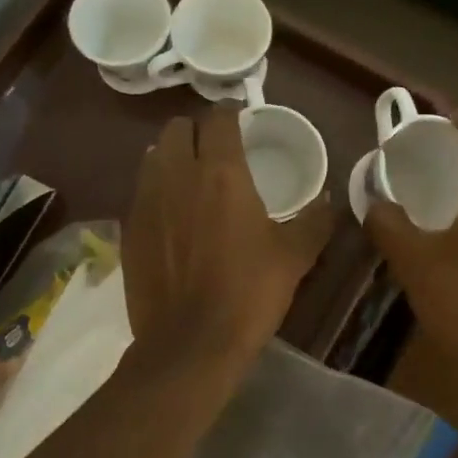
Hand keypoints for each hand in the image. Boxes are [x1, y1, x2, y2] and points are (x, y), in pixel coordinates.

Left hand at [123, 107, 334, 371]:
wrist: (191, 343)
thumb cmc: (249, 293)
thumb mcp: (295, 257)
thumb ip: (315, 221)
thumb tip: (328, 201)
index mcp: (222, 173)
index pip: (219, 119)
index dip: (230, 114)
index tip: (241, 121)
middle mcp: (178, 175)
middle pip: (178, 128)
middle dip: (197, 130)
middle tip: (216, 148)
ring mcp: (147, 201)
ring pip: (154, 156)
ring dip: (173, 156)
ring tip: (191, 177)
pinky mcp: (129, 228)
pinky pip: (141, 191)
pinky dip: (157, 190)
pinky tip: (172, 215)